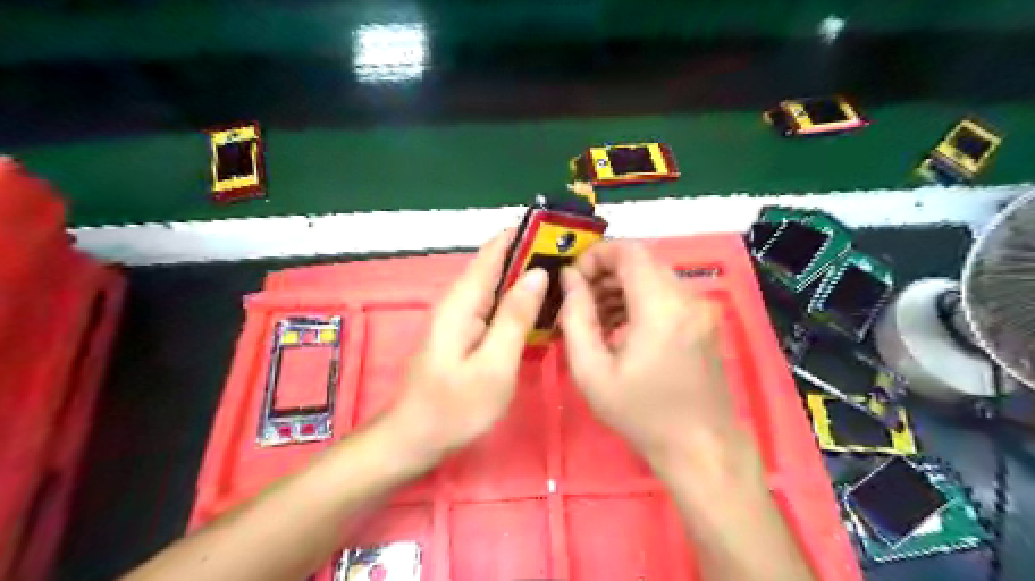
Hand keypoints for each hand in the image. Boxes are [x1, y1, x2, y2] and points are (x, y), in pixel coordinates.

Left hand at [389, 232, 549, 463]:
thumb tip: (538, 273)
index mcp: (464, 300)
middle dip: (534, 254)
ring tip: (569, 273)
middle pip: (499, 264)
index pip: (494, 250)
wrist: (415, 438)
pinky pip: (497, 305)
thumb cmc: (455, 408)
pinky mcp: (467, 331)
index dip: (525, 234)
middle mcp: (461, 300)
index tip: (560, 226)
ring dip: (530, 276)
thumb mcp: (493, 366)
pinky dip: (521, 299)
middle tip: (577, 254)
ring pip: (500, 284)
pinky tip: (544, 306)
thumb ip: (515, 317)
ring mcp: (463, 316)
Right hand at [558, 239, 743, 469]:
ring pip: (652, 276)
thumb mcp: (592, 371)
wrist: (701, 448)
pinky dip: (638, 299)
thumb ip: (575, 317)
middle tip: (578, 301)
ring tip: (594, 318)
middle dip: (604, 273)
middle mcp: (687, 297)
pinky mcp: (704, 320)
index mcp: (661, 307)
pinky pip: (665, 293)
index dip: (595, 255)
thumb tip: (569, 278)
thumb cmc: (641, 414)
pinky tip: (619, 328)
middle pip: (641, 261)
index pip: (628, 251)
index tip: (573, 279)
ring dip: (620, 287)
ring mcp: (700, 308)